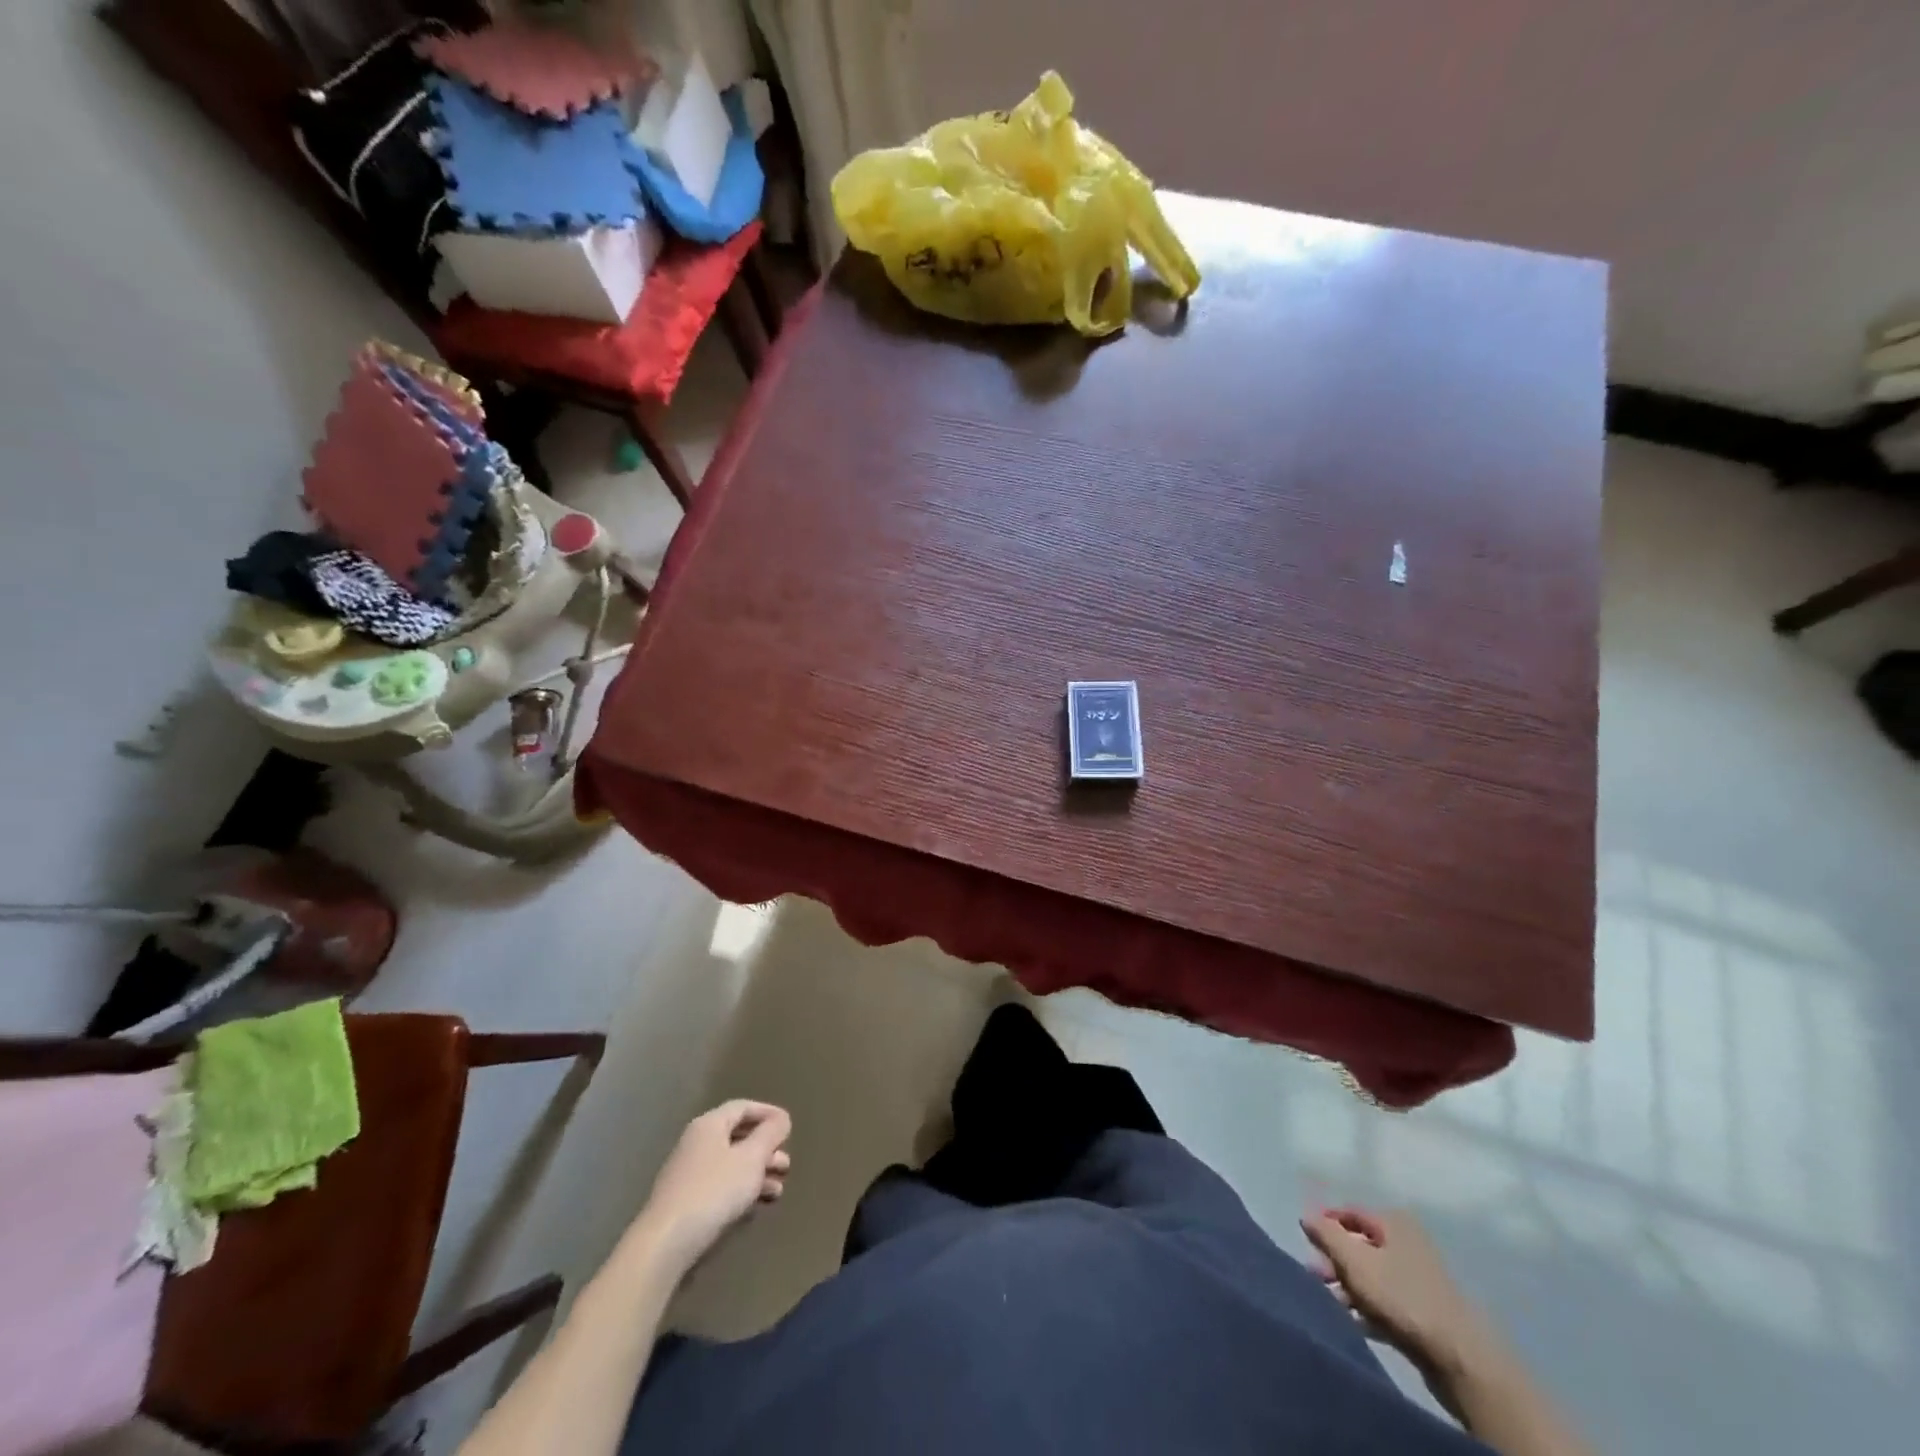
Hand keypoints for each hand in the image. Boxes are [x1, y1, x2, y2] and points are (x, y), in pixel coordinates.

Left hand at [639, 1101, 792, 1270]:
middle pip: (738, 1136)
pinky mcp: (686, 1200)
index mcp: (710, 1125)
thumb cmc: (714, 1190)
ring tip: (778, 1188)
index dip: (768, 1113)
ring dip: (757, 1171)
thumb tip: (781, 1119)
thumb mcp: (751, 1158)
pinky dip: (742, 1188)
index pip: (743, 1107)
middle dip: (765, 1148)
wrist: (665, 1243)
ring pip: (731, 1162)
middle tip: (786, 1163)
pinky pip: (721, 1183)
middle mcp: (697, 1142)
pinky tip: (757, 1203)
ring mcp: (689, 1172)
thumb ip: (769, 1134)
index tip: (789, 1125)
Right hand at [1301, 1207, 1493, 1371]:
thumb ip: (1326, 1235)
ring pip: (1372, 1275)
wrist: (1459, 1358)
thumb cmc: (1400, 1296)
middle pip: (1360, 1245)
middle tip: (1314, 1275)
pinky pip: (1387, 1301)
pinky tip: (1354, 1321)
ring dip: (1348, 1285)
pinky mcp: (1425, 1312)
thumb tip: (1307, 1215)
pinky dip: (1368, 1307)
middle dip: (1335, 1259)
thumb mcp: (1354, 1260)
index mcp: (1394, 1222)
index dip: (1325, 1222)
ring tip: (1330, 1301)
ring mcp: (1419, 1279)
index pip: (1349, 1212)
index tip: (1305, 1240)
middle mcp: (1408, 1243)